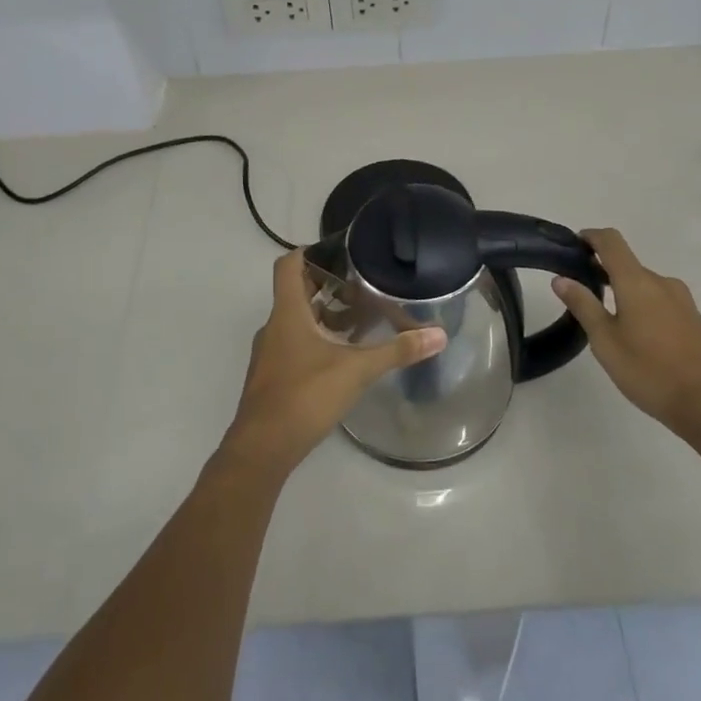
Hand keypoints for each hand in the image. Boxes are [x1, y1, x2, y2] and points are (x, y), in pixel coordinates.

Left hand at [221, 250, 447, 476]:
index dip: (309, 252)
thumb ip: (397, 351)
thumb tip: (438, 335)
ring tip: (359, 320)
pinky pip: (294, 344)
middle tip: (361, 285)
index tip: (339, 252)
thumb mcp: (356, 370)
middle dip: (327, 285)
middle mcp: (274, 327)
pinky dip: (316, 340)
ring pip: (296, 321)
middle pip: (296, 291)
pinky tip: (342, 356)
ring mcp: (270, 353)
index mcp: (288, 313)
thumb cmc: (304, 396)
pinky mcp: (272, 376)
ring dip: (323, 315)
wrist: (262, 448)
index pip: (288, 265)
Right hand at [552, 228, 700, 435]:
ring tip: (605, 317)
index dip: (590, 237)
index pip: (611, 241)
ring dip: (622, 288)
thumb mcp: (605, 341)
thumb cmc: (649, 371)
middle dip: (602, 269)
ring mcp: (681, 299)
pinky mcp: (692, 317)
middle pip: (627, 262)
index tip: (572, 246)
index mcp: (637, 282)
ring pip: (643, 282)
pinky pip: (659, 298)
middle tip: (579, 292)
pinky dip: (640, 302)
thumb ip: (583, 305)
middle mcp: (661, 282)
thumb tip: (561, 278)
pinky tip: (634, 332)